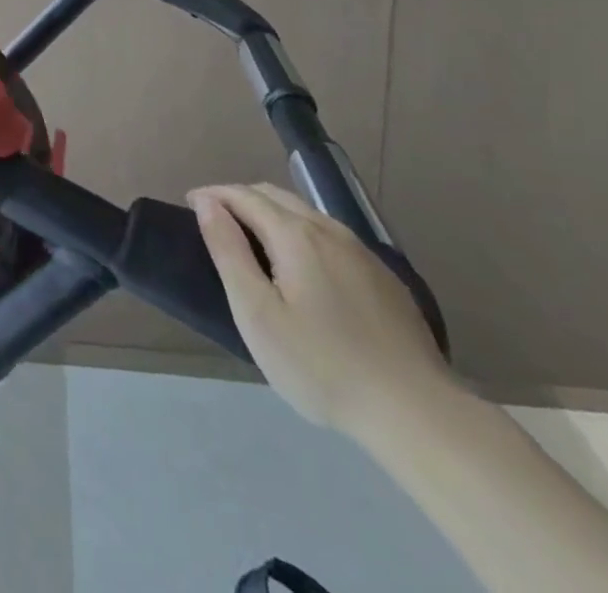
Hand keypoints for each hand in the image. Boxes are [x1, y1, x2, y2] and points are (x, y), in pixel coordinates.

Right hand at [188, 182, 461, 443]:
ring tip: (252, 238)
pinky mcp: (384, 278)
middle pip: (275, 196)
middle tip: (216, 220)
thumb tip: (207, 203)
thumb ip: (229, 251)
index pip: (244, 195)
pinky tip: (302, 266)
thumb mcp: (258, 313)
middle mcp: (329, 230)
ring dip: (272, 213)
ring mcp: (362, 253)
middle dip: (240, 198)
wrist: (417, 414)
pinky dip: (302, 234)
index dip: (213, 194)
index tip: (190, 204)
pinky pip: (331, 237)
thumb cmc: (322, 366)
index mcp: (295, 234)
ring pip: (306, 214)